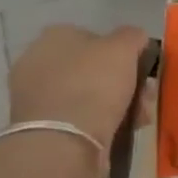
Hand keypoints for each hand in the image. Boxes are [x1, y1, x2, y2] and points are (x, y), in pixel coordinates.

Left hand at [9, 24, 151, 149]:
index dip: (121, 51)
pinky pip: (78, 117)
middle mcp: (37, 62)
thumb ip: (132, 36)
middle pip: (92, 68)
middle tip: (143, 97)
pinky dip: (99, 122)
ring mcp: (34, 97)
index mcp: (54, 37)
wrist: (64, 142)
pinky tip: (119, 131)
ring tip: (138, 118)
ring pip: (87, 94)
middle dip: (121, 81)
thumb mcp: (125, 46)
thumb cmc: (94, 84)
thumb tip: (135, 39)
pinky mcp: (39, 127)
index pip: (94, 37)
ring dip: (116, 103)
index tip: (140, 68)